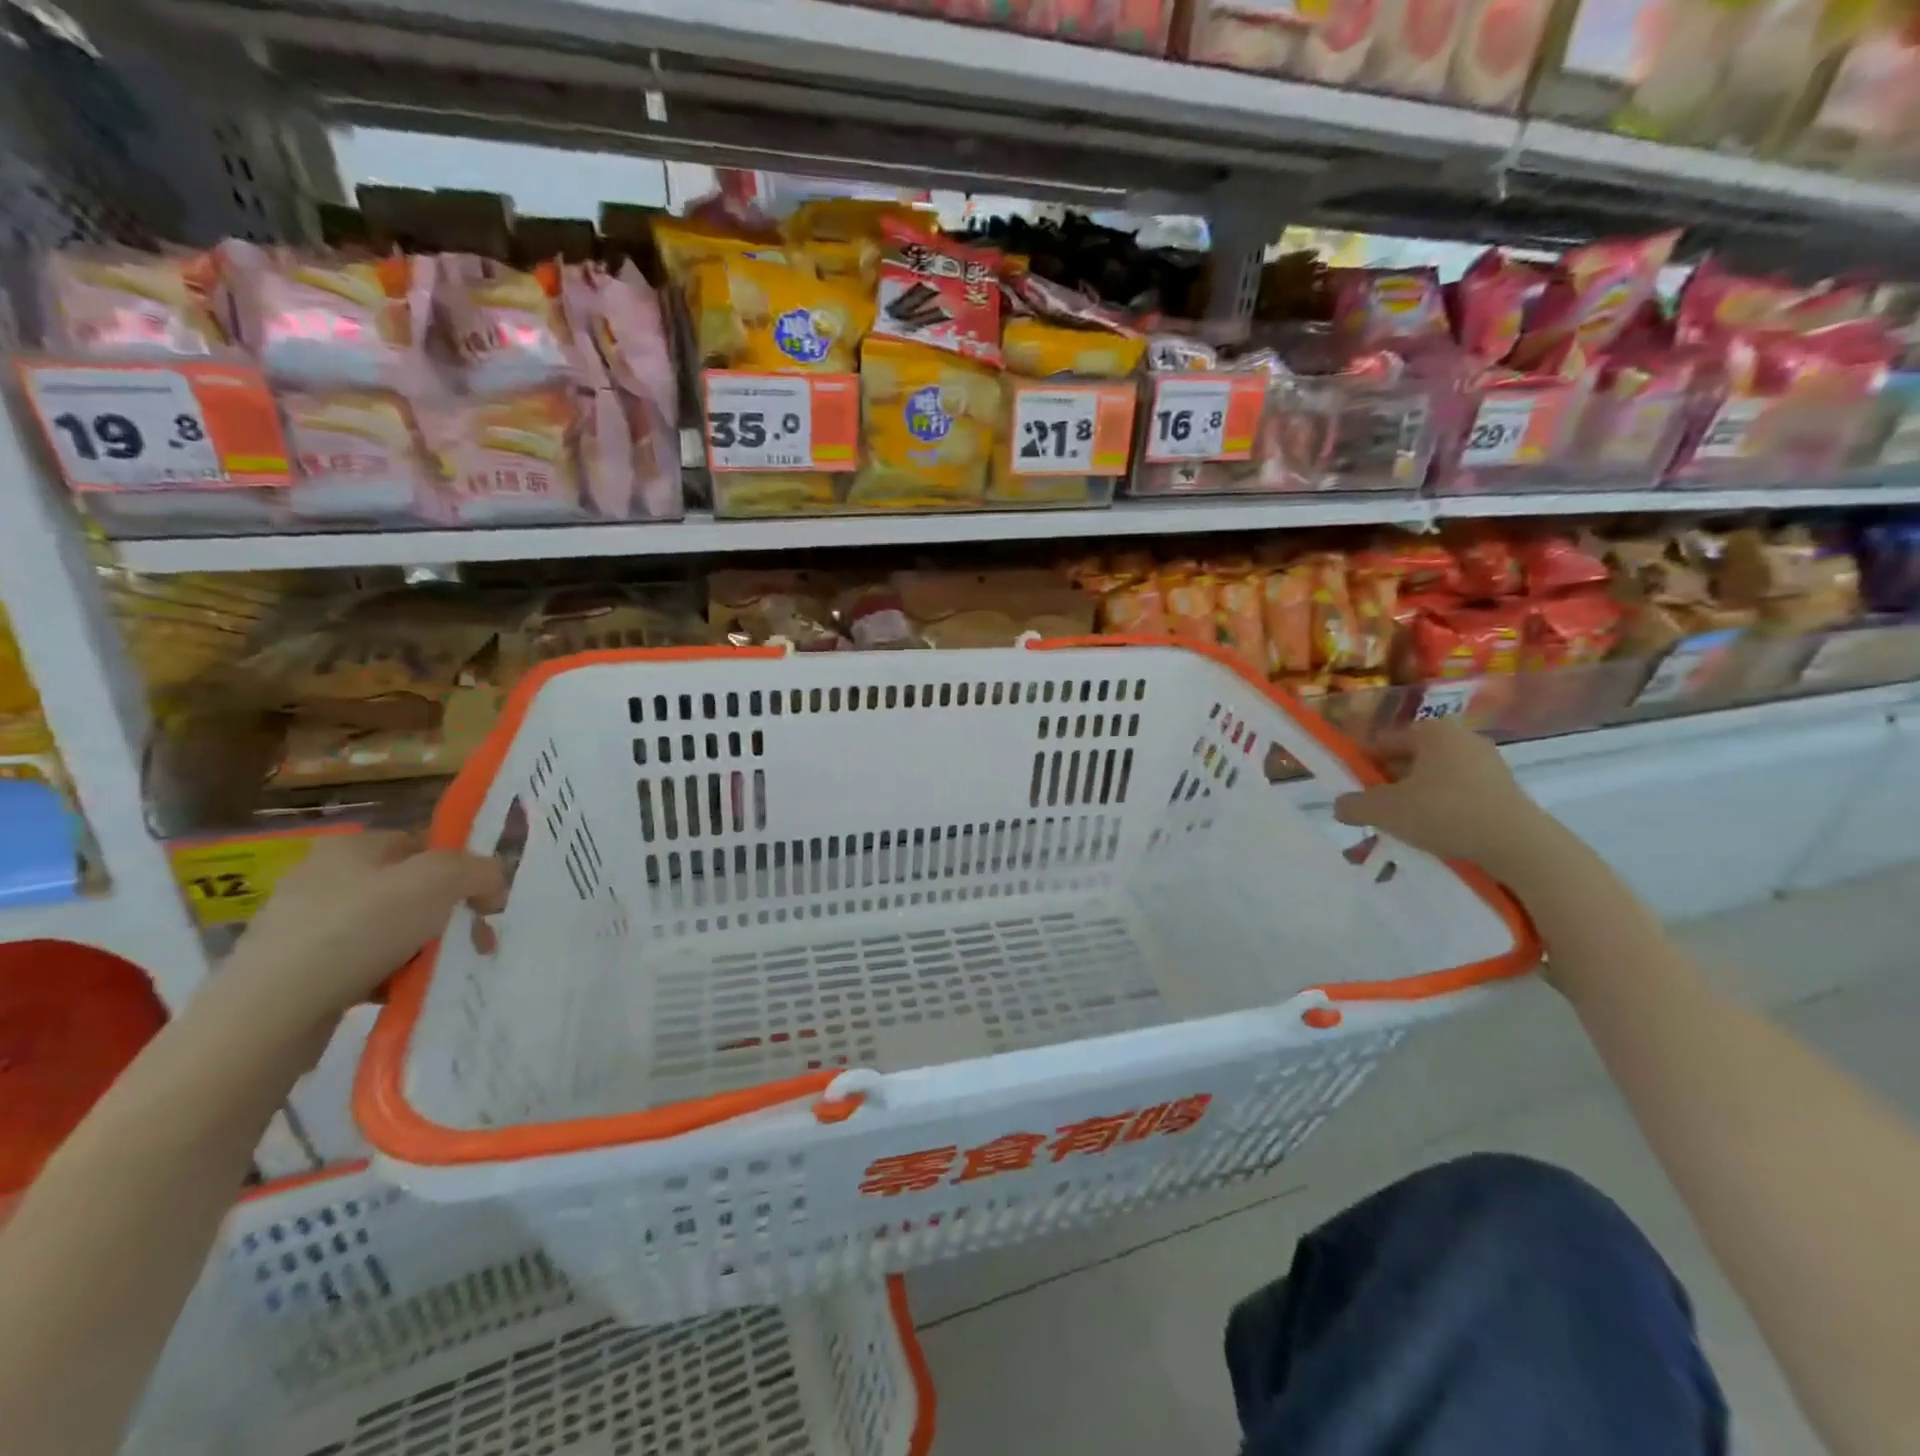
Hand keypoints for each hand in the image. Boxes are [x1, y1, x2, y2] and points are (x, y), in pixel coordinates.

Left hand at [222, 831, 505, 1031]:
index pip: (426, 844)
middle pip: (411, 889)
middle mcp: (324, 876)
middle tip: (473, 944)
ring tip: (435, 973)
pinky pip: (360, 963)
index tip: (485, 904)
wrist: (269, 1013)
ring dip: (421, 949)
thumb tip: (493, 883)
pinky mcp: (291, 968)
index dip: (462, 869)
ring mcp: (303, 924)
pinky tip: (397, 992)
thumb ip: (479, 870)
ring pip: (389, 929)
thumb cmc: (359, 931)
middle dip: (448, 916)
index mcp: (353, 846)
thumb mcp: (439, 882)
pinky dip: (386, 975)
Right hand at [1333, 719, 1550, 876]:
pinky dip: (1437, 817)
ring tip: (1394, 837)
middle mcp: (1462, 740)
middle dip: (1385, 792)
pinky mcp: (1503, 794)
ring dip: (1408, 808)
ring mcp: (1487, 767)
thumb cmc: (1443, 813)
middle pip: (1408, 764)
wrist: (1519, 846)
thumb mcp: (1383, 810)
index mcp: (1433, 731)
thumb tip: (1341, 806)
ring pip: (1431, 786)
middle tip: (1369, 817)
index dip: (1361, 766)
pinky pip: (1457, 801)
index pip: (1383, 742)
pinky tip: (1426, 842)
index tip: (1349, 791)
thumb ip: (1353, 805)